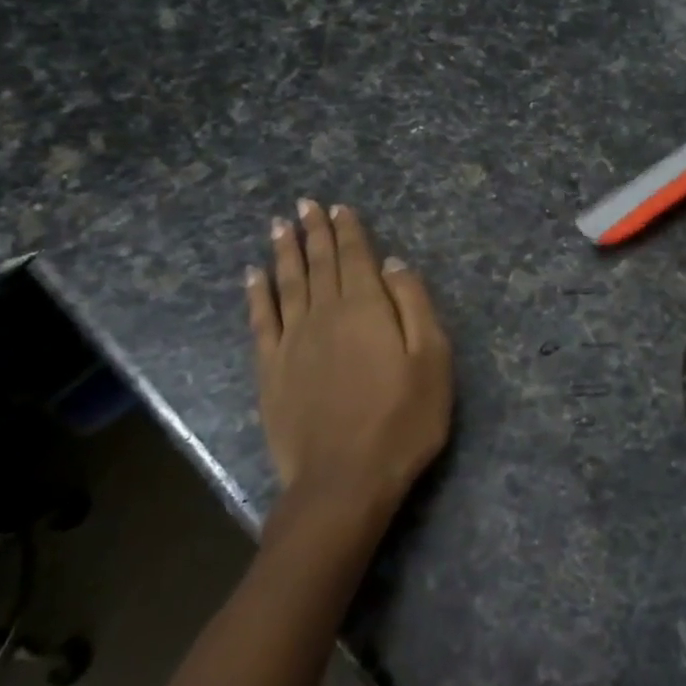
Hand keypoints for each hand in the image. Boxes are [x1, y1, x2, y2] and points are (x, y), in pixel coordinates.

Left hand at [245, 201, 452, 532]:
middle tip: (304, 205)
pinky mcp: (270, 370)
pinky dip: (257, 294)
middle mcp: (324, 314)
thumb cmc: (402, 420)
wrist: (344, 480)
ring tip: (280, 227)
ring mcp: (292, 342)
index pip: (354, 257)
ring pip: (287, 284)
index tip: (338, 207)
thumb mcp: (431, 359)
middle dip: (313, 232)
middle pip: (318, 264)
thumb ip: (413, 305)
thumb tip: (393, 264)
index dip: (347, 230)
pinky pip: (261, 320)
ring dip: (284, 253)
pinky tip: (253, 276)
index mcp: (365, 308)